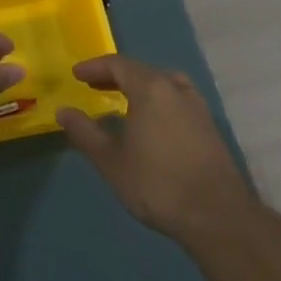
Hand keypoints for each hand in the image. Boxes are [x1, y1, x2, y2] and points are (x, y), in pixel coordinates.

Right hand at [57, 54, 254, 245]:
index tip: (76, 74)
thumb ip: (85, 133)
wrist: (216, 215)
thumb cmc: (157, 184)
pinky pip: (176, 98)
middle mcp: (176, 89)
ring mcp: (197, 106)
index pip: (119, 65)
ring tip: (122, 99)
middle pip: (142, 71)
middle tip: (94, 85)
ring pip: (163, 83)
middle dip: (115, 75)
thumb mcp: (111, 161)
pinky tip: (150, 121)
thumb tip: (63, 111)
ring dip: (139, 86)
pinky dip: (157, 99)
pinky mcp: (208, 125)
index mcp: (152, 90)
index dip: (95, 67)